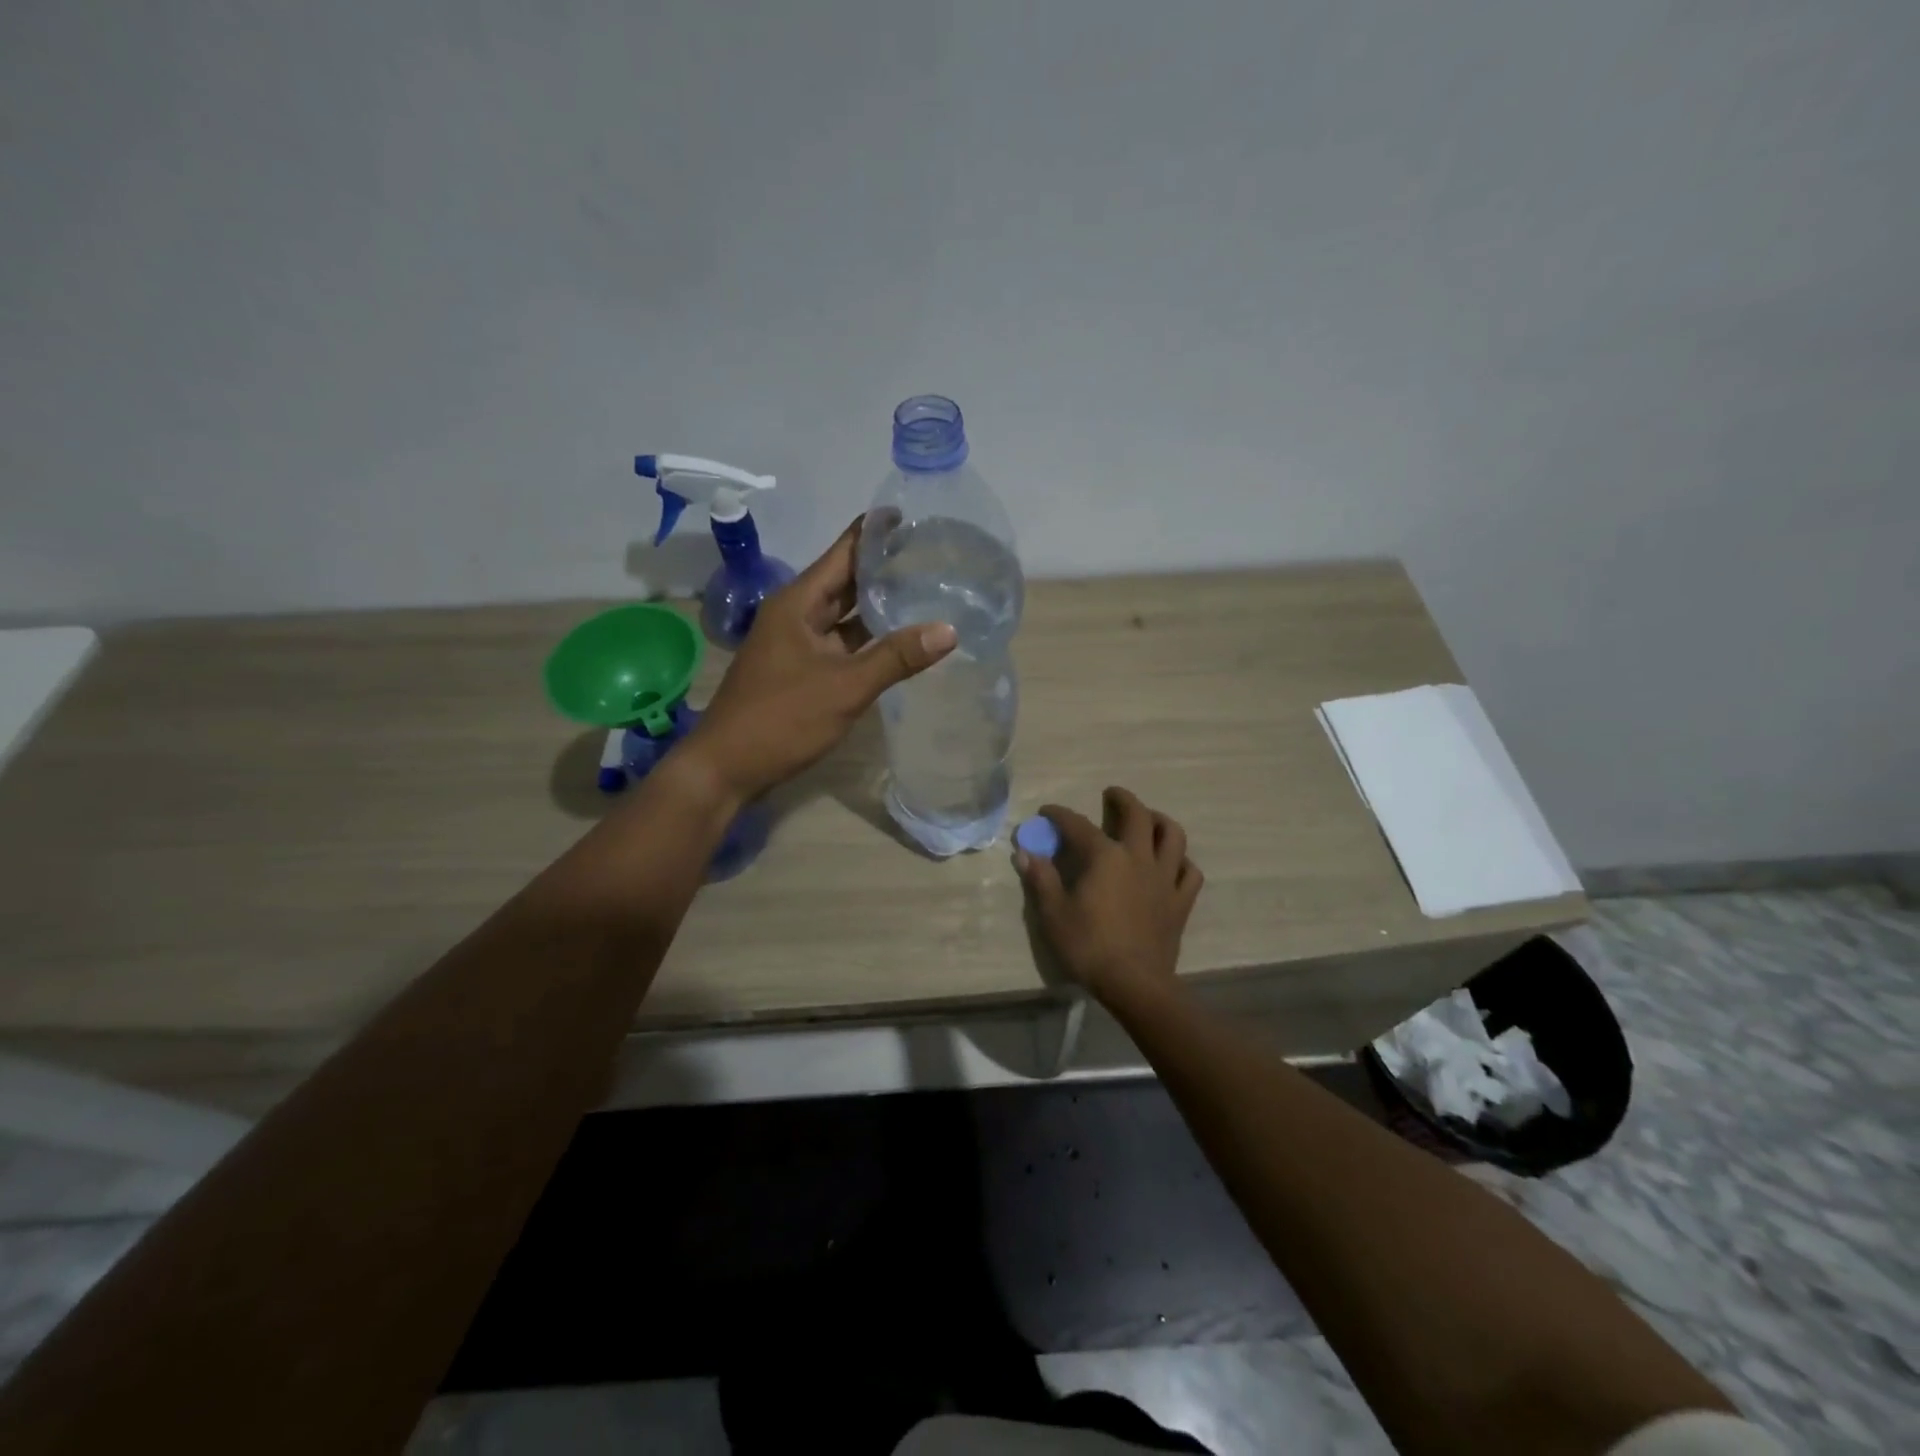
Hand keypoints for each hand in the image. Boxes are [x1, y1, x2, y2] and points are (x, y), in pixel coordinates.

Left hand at [682, 517, 957, 800]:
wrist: (726, 768)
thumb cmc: (781, 719)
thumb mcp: (844, 687)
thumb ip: (896, 657)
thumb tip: (948, 629)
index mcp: (798, 603)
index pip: (844, 551)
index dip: (877, 532)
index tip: (916, 515)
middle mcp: (796, 615)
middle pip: (846, 580)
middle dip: (885, 568)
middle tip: (934, 555)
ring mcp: (797, 644)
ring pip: (844, 615)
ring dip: (879, 606)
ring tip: (927, 591)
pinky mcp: (801, 671)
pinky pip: (841, 644)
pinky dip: (868, 640)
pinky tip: (900, 641)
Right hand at [1015, 787, 1204, 1004]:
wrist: (1134, 983)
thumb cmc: (1088, 946)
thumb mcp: (1053, 913)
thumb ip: (1041, 879)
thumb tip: (1026, 853)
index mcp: (1105, 857)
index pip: (1078, 825)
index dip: (1060, 815)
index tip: (1047, 812)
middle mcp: (1138, 858)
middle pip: (1137, 815)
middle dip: (1123, 800)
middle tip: (1112, 794)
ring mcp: (1164, 879)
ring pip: (1172, 836)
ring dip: (1160, 821)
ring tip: (1150, 819)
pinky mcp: (1180, 902)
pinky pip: (1189, 872)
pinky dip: (1181, 862)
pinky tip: (1172, 863)